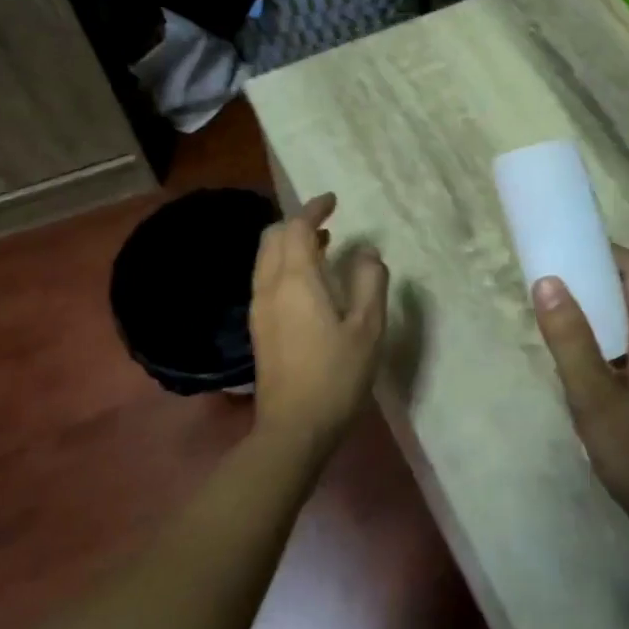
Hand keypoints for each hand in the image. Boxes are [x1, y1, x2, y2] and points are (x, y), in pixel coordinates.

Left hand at [250, 193, 388, 455]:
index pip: (296, 227)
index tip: (332, 201)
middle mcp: (269, 286)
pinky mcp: (258, 327)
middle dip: (297, 223)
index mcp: (296, 279)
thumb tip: (366, 251)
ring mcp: (259, 307)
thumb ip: (369, 282)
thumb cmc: (336, 375)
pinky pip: (266, 278)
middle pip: (272, 237)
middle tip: (327, 223)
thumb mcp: (367, 327)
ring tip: (323, 247)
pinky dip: (284, 265)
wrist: (293, 427)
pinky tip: (309, 283)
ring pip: (266, 258)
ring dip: (289, 244)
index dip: (313, 209)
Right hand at [532, 248, 628, 555]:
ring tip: (563, 324)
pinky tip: (589, 363)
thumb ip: (570, 338)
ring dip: (604, 314)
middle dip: (596, 283)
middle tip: (552, 291)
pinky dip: (616, 339)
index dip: (602, 253)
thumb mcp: (594, 398)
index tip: (562, 253)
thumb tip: (547, 281)